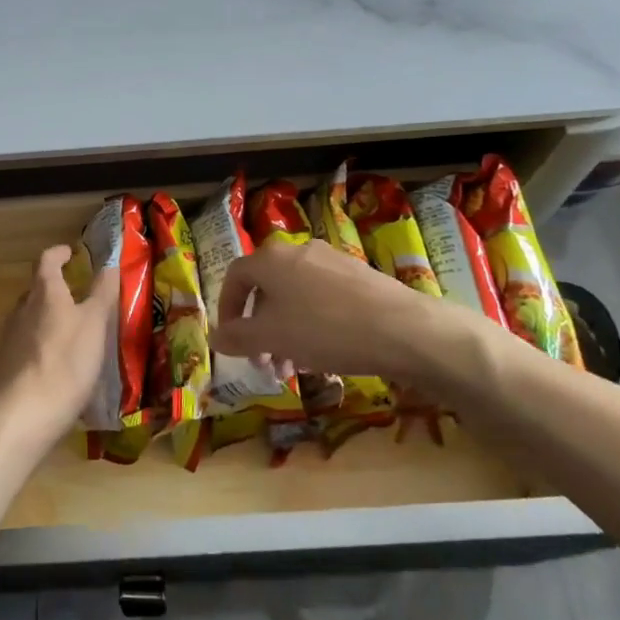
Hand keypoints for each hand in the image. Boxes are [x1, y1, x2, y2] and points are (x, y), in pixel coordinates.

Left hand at [0, 245, 116, 447]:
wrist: (23, 416)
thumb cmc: (65, 362)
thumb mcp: (94, 324)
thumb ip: (102, 292)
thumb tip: (110, 262)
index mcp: (43, 292)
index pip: (47, 260)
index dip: (59, 253)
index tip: (71, 252)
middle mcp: (21, 309)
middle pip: (37, 290)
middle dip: (57, 289)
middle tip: (80, 297)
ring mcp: (9, 338)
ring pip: (31, 318)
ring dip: (49, 319)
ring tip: (73, 334)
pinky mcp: (5, 366)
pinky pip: (26, 346)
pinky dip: (42, 346)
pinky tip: (58, 366)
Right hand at [211, 240, 495, 393]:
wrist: (403, 330)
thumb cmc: (325, 330)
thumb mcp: (271, 338)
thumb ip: (238, 337)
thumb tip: (215, 336)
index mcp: (271, 259)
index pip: (235, 278)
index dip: (228, 310)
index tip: (232, 341)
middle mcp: (299, 251)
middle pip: (267, 289)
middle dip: (261, 328)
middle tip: (266, 364)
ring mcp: (333, 261)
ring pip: (296, 297)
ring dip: (287, 331)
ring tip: (296, 368)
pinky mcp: (360, 276)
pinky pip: (323, 299)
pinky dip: (314, 325)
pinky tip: (327, 355)